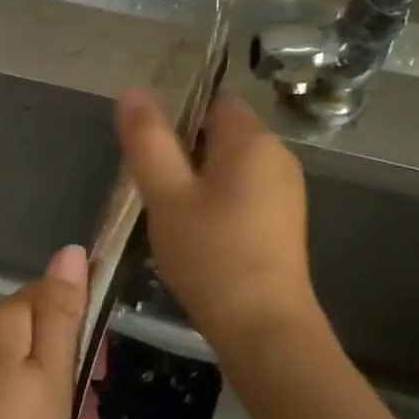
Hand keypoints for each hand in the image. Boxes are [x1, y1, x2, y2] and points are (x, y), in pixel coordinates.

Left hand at [0, 245, 96, 418]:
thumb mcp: (52, 373)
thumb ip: (63, 310)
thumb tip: (71, 249)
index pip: (52, 295)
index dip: (84, 328)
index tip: (101, 373)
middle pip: (40, 337)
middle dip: (74, 377)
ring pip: (27, 372)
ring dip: (60, 407)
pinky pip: (6, 394)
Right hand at [116, 88, 320, 352]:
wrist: (264, 327)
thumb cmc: (211, 255)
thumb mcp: (166, 195)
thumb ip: (147, 140)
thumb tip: (132, 90)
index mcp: (252, 140)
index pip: (213, 99)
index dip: (177, 114)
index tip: (150, 149)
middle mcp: (278, 155)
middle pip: (221, 132)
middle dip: (183, 150)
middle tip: (153, 188)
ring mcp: (286, 190)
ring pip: (230, 165)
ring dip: (197, 179)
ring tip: (170, 214)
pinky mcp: (284, 221)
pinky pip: (243, 191)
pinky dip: (217, 201)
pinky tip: (199, 234)